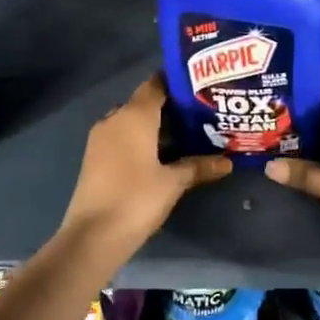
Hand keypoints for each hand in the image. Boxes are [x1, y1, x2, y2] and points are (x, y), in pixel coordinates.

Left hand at [58, 76, 231, 257]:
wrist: (92, 237)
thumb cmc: (136, 199)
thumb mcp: (173, 182)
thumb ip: (199, 166)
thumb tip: (228, 162)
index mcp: (134, 115)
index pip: (157, 84)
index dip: (179, 82)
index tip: (202, 87)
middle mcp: (115, 119)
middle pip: (146, 102)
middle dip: (172, 107)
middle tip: (202, 114)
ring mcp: (101, 138)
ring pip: (134, 121)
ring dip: (157, 126)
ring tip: (189, 134)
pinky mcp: (96, 157)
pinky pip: (123, 137)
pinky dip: (143, 140)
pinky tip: (164, 154)